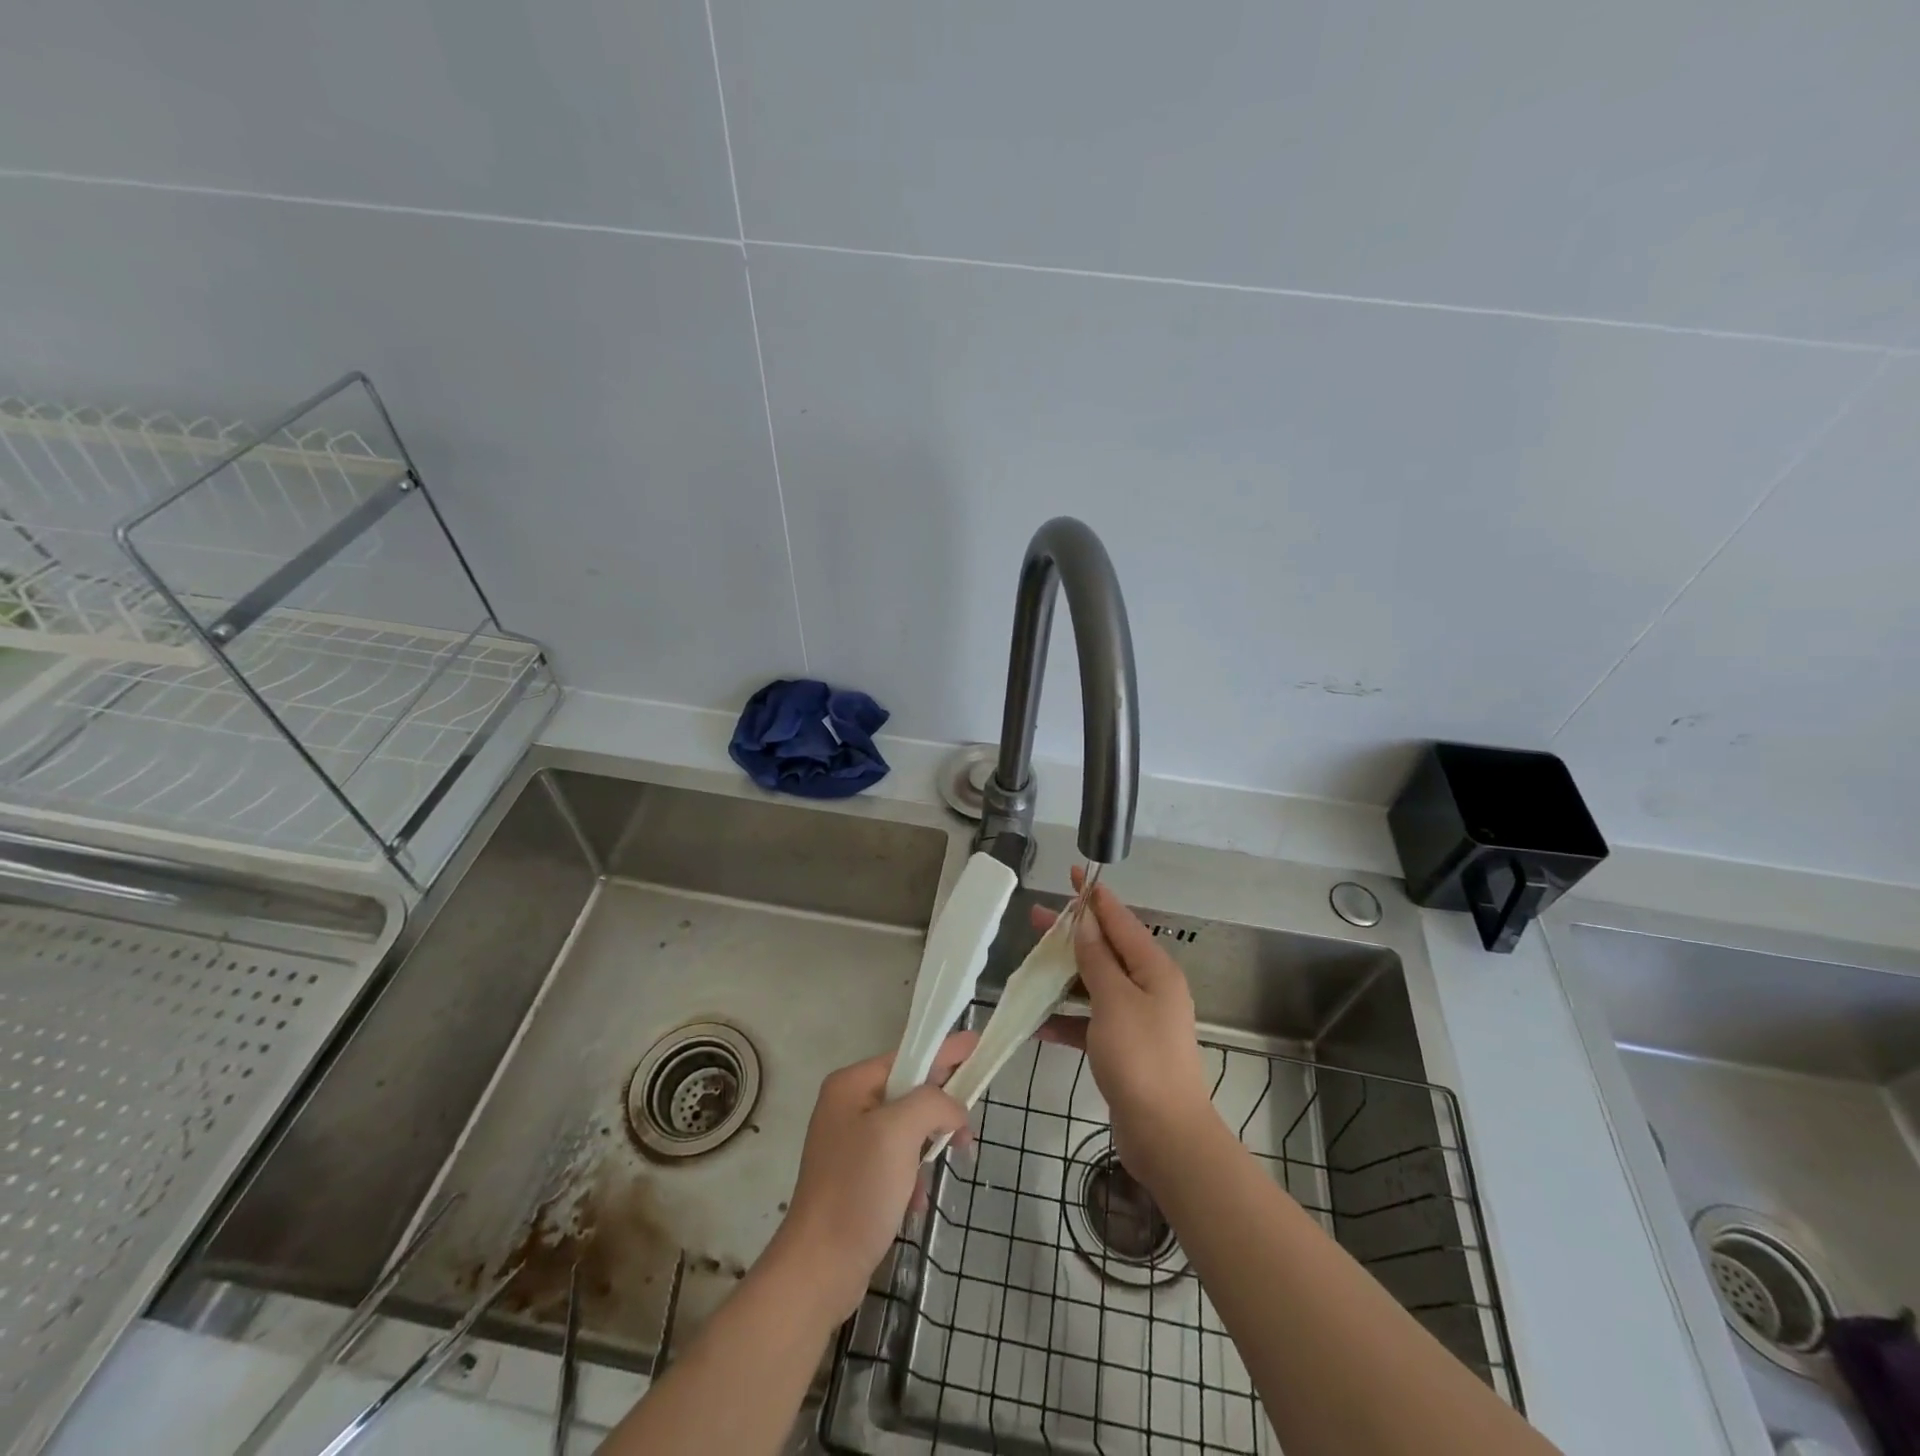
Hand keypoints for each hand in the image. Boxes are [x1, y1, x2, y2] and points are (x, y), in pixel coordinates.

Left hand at [763, 1030, 976, 1326]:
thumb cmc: (858, 1190)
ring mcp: (850, 1143)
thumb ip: (933, 1103)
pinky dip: (914, 1175)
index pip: (908, 1056)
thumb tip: (954, 1109)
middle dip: (941, 1108)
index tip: (977, 1044)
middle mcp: (848, 1106)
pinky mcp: (856, 1178)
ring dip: (929, 1146)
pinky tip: (917, 1200)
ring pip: (908, 1127)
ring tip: (947, 1166)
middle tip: (969, 1126)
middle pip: (910, 1091)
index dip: (945, 1052)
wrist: (819, 1270)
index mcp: (851, 1085)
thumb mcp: (899, 1132)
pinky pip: (898, 1159)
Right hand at [1035, 871, 1216, 1186]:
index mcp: (1153, 969)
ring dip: (1064, 976)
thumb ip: (1097, 960)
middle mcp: (1148, 988)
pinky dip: (1067, 1019)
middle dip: (1072, 934)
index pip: (1120, 920)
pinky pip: (1090, 1021)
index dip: (1095, 897)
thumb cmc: (1141, 1058)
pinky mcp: (1123, 1048)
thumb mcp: (1114, 1000)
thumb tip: (1086, 922)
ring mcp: (1137, 1019)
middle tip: (1036, 918)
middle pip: (1105, 950)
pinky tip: (1038, 1023)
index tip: (1075, 874)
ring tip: (1030, 965)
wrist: (1166, 1135)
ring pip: (1094, 985)